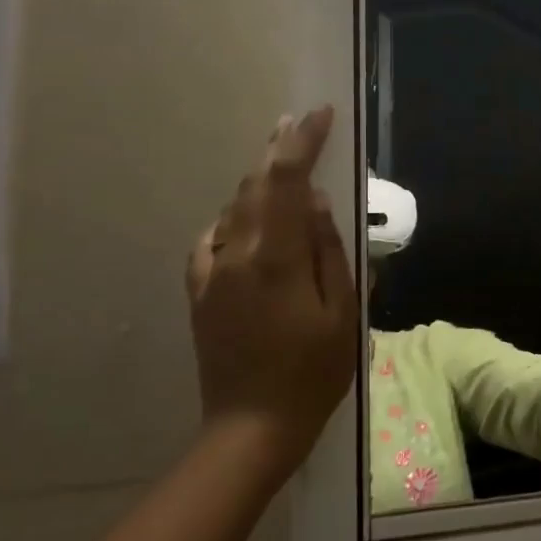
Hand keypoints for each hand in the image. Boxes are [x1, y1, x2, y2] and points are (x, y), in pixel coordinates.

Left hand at [185, 106, 357, 487]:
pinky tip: (247, 220)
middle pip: (254, 186)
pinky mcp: (199, 292)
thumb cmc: (312, 372)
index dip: (302, 141)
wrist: (250, 427)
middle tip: (296, 122)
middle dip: (277, 150)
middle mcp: (234, 254)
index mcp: (274, 257)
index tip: (320, 114)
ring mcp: (210, 273)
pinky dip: (235, 217)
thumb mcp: (341, 312)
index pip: (286, 181)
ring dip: (258, 182)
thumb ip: (327, 250)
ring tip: (281, 164)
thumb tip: (315, 201)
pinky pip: (214, 238)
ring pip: (234, 209)